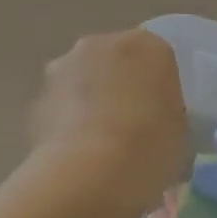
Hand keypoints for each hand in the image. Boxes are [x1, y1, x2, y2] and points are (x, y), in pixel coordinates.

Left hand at [30, 29, 187, 216]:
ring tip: (100, 145)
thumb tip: (151, 118)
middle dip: (120, 86)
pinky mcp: (36, 97)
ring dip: (89, 101)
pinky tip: (77, 154)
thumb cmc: (151, 146)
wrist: (91, 174)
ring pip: (82, 80)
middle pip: (114, 61)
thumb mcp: (179, 129)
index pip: (157, 58)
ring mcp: (62, 67)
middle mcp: (101, 44)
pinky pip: (60, 105)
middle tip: (131, 126)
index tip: (160, 115)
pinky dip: (67, 122)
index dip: (158, 87)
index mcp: (147, 45)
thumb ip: (164, 110)